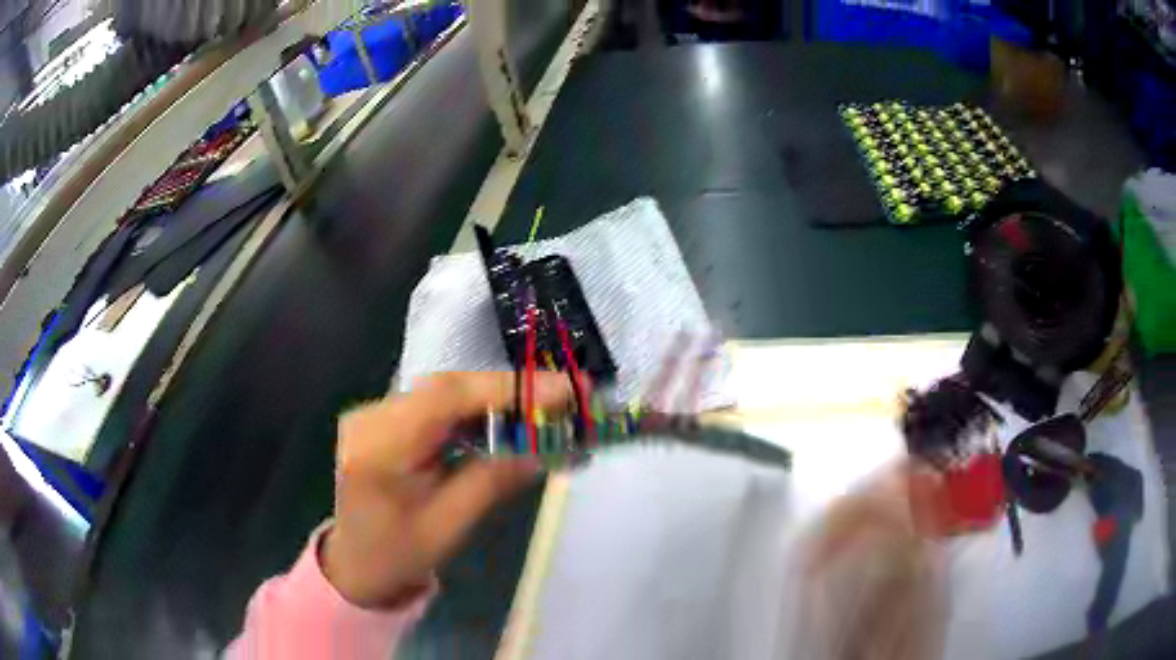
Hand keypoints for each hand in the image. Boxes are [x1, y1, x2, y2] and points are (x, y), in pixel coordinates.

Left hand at [322, 372, 572, 607]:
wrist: (353, 564)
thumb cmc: (397, 555)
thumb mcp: (447, 526)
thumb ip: (492, 481)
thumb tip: (543, 447)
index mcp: (379, 446)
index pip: (446, 398)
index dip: (506, 388)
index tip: (562, 391)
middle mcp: (370, 416)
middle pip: (445, 387)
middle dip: (506, 391)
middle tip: (561, 400)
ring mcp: (372, 414)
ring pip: (442, 392)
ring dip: (491, 400)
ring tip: (539, 413)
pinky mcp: (381, 420)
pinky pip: (432, 406)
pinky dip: (470, 412)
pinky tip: (498, 425)